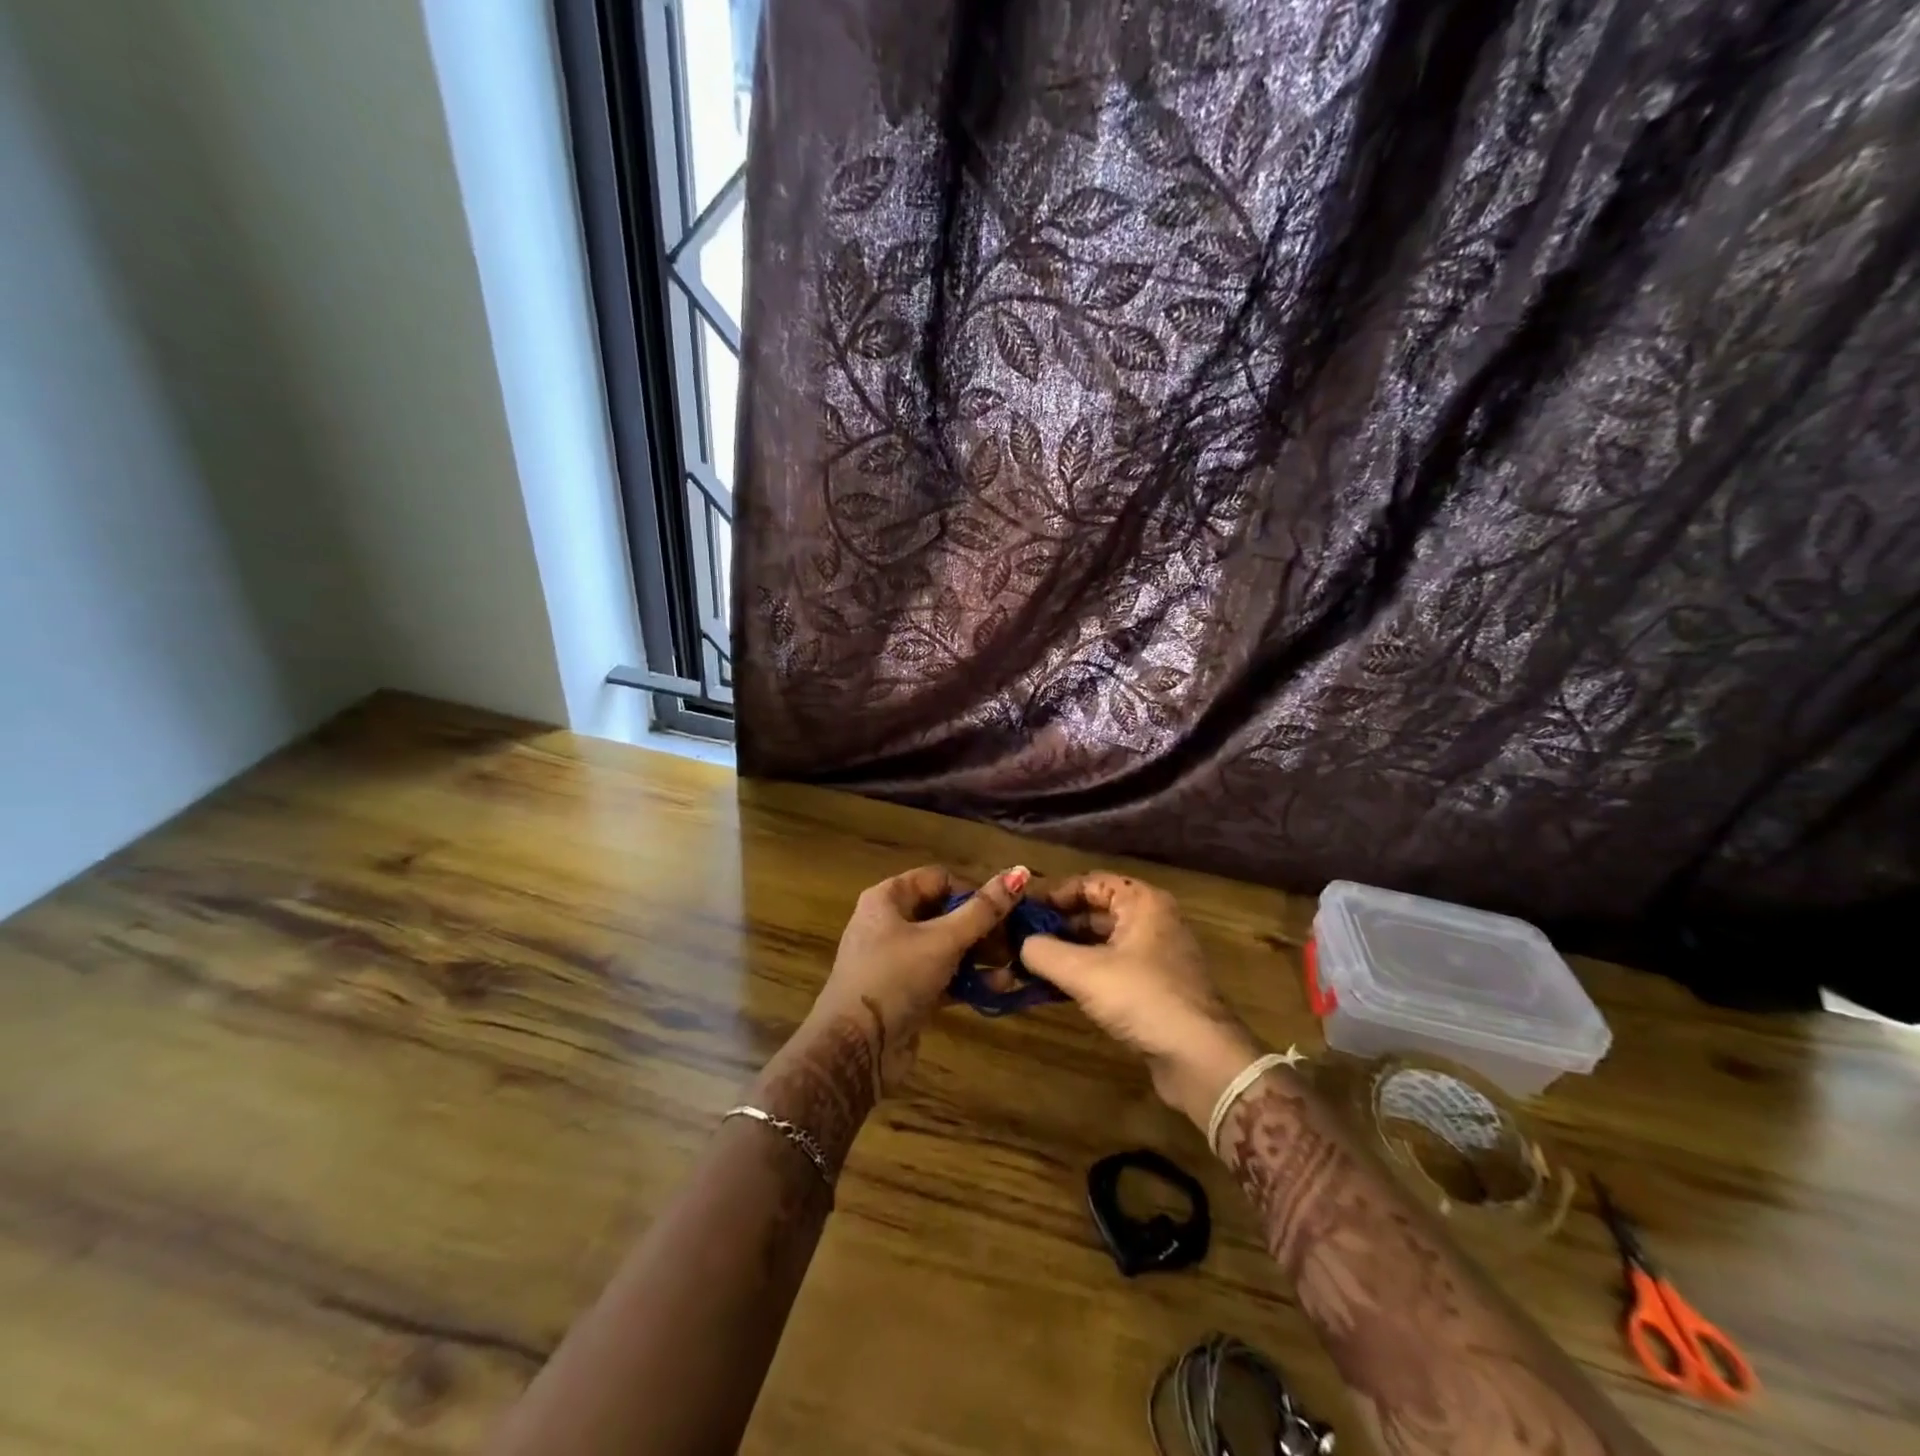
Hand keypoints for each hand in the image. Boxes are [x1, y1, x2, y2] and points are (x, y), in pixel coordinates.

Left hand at [809, 863, 1029, 1093]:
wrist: (856, 1049)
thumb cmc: (895, 978)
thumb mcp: (943, 940)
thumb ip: (983, 910)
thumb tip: (1020, 871)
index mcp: (888, 898)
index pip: (939, 879)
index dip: (972, 891)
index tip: (1004, 911)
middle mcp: (890, 923)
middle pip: (945, 913)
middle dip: (983, 927)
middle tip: (1018, 939)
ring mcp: (898, 960)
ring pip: (947, 947)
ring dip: (981, 955)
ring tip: (1017, 964)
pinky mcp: (908, 992)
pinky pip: (944, 976)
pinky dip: (969, 980)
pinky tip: (1001, 987)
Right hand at [1020, 872, 1260, 1127]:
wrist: (1200, 1059)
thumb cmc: (1143, 998)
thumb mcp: (1084, 972)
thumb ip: (1043, 952)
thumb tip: (1019, 944)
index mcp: (1142, 902)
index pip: (1090, 882)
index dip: (1054, 893)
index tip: (1022, 911)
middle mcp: (1152, 920)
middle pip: (1095, 911)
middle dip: (1057, 924)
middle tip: (1019, 939)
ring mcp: (1156, 955)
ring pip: (1101, 942)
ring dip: (1067, 951)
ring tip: (1029, 964)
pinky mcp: (1154, 987)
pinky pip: (1111, 967)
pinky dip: (1084, 972)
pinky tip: (1055, 988)